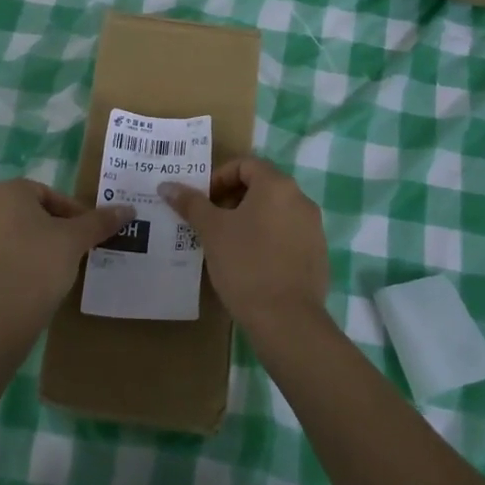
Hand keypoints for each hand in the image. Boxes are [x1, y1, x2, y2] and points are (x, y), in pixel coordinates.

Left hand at [0, 179, 131, 357]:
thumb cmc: (34, 270)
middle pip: (30, 216)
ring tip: (55, 277)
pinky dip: (14, 271)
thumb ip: (99, 222)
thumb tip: (128, 208)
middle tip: (75, 256)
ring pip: (13, 240)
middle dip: (54, 233)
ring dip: (35, 252)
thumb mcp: (74, 243)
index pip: (51, 195)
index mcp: (6, 192)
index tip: (89, 239)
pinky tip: (29, 293)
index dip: (75, 216)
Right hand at [160, 158, 329, 335]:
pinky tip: (250, 264)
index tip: (203, 202)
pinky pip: (287, 235)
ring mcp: (313, 228)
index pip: (245, 164)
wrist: (287, 320)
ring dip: (249, 219)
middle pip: (261, 186)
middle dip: (232, 199)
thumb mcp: (212, 231)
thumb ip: (191, 203)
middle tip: (210, 222)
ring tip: (227, 244)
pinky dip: (267, 239)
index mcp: (277, 186)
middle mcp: (301, 199)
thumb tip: (167, 185)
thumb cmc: (245, 265)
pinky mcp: (317, 254)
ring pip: (275, 212)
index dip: (219, 178)